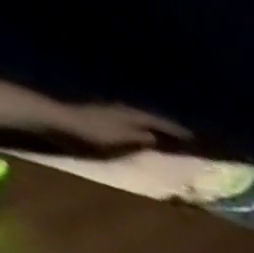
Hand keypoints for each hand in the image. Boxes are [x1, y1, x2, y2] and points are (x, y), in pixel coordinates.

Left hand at [49, 102, 190, 149]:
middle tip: (185, 137)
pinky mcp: (106, 119)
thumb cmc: (93, 132)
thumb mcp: (121, 138)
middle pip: (151, 119)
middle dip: (167, 128)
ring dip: (155, 128)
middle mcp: (124, 111)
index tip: (193, 137)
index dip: (176, 130)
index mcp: (131, 116)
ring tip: (169, 137)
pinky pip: (133, 124)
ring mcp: (113, 114)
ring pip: (141, 120)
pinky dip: (144, 129)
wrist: (59, 121)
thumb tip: (156, 139)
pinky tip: (147, 135)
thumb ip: (140, 137)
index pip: (159, 123)